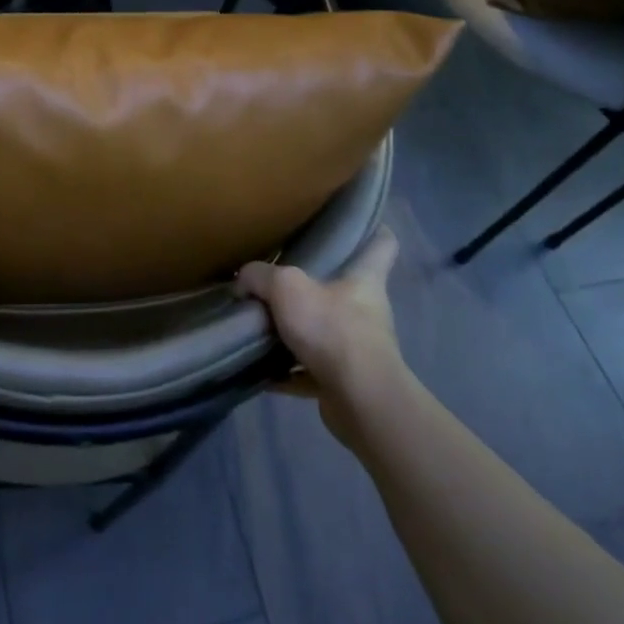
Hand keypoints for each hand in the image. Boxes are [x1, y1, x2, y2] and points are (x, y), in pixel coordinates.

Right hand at [236, 229, 402, 449]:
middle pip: (344, 288)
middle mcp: (366, 310)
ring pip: (325, 331)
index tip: (353, 223)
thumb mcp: (286, 287)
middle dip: (315, 284)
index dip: (372, 229)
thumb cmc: (332, 330)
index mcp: (365, 279)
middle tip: (280, 276)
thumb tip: (242, 280)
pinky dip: (287, 371)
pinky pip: (310, 370)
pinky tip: (259, 370)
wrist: (360, 400)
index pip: (381, 243)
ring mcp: (358, 348)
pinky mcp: (344, 381)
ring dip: (297, 331)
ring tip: (261, 324)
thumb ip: (260, 276)